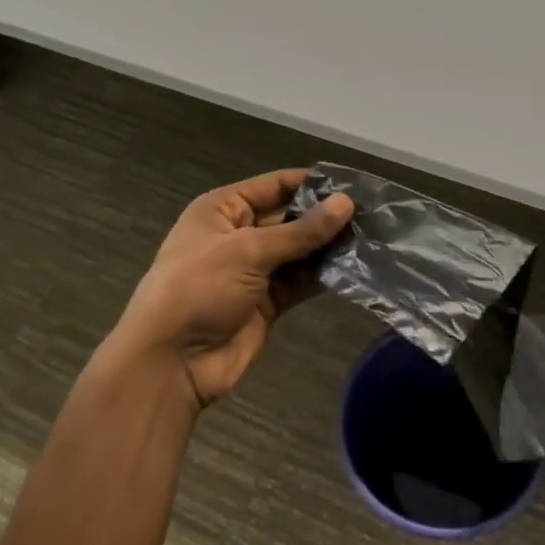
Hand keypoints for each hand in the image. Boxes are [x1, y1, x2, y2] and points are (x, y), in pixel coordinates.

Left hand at [114, 170, 353, 407]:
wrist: (171, 361)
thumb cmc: (199, 288)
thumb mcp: (247, 251)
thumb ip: (300, 231)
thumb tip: (346, 203)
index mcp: (222, 210)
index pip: (273, 185)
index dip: (310, 183)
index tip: (352, 184)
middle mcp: (239, 235)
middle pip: (289, 218)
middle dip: (325, 217)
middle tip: (372, 215)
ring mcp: (253, 271)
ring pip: (298, 252)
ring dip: (328, 248)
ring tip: (371, 239)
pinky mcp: (266, 302)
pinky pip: (299, 282)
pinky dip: (322, 276)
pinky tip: (355, 269)